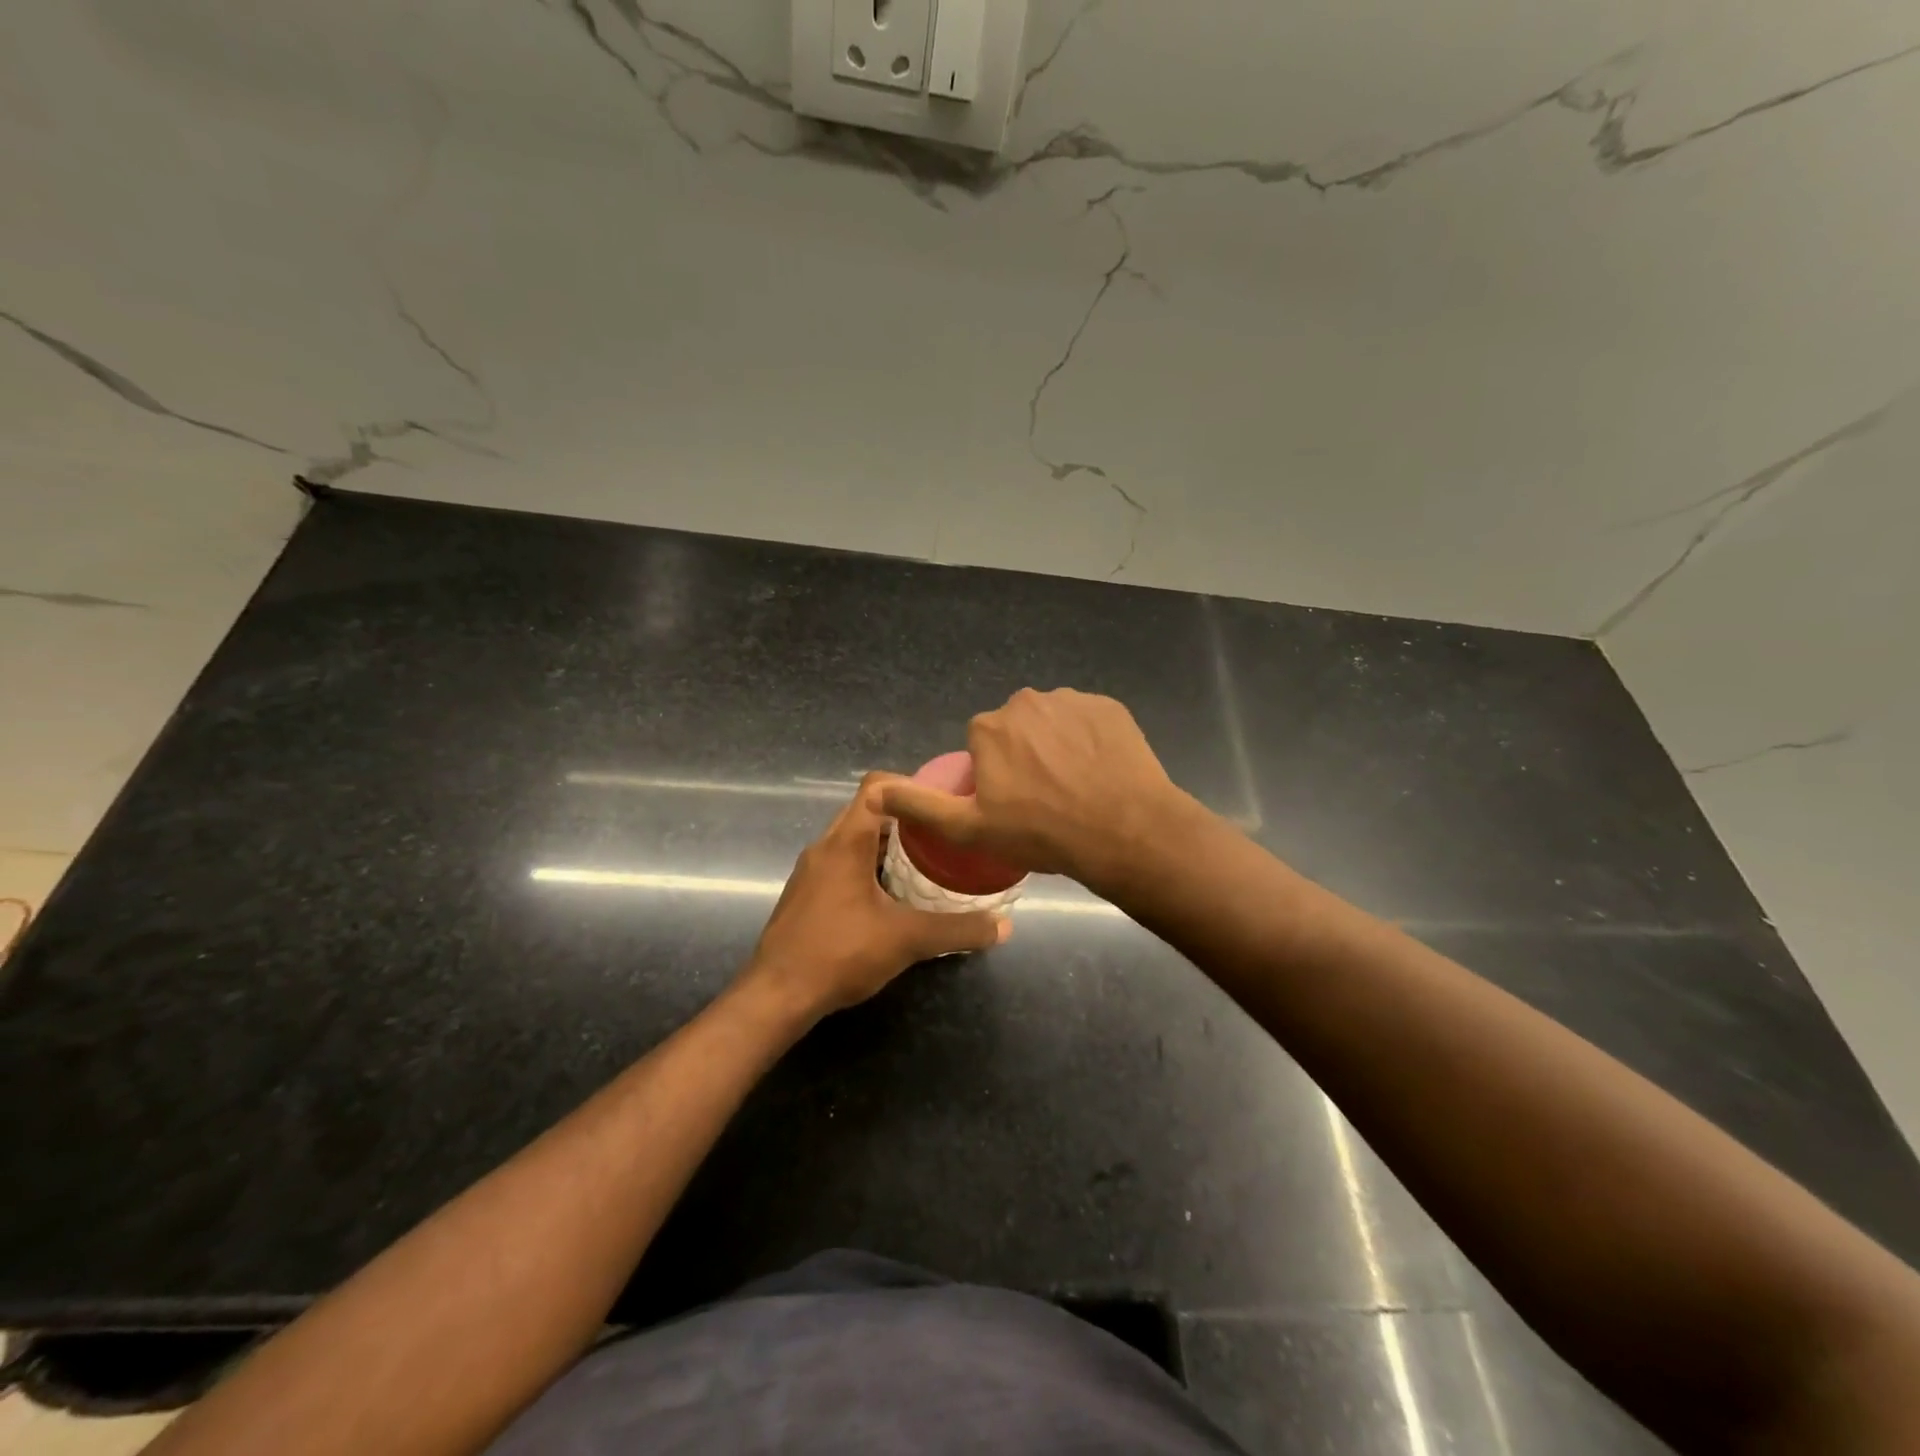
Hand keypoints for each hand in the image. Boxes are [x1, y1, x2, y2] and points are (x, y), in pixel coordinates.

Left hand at [743, 773, 1009, 1018]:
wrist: (776, 995)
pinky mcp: (806, 892)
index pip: (877, 786)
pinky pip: (843, 861)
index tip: (944, 802)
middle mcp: (825, 846)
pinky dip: (870, 864)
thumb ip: (957, 930)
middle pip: (867, 810)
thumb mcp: (907, 940)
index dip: (912, 785)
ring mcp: (811, 870)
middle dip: (906, 817)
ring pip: (854, 837)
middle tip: (943, 833)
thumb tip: (1004, 927)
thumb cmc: (839, 954)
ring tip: (925, 861)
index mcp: (845, 841)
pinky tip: (893, 895)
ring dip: (887, 843)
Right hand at [871, 688, 1189, 888]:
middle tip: (1045, 798)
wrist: (1123, 831)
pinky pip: (1089, 721)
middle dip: (1025, 755)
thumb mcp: (969, 828)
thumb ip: (919, 805)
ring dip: (1058, 746)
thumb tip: (872, 790)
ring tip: (1077, 788)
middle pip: (1017, 729)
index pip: (983, 745)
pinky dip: (1091, 741)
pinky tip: (1101, 772)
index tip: (1013, 803)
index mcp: (989, 727)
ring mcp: (1072, 700)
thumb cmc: (1041, 833)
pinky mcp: (1110, 707)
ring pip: (1054, 722)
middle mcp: (1026, 702)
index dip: (996, 775)